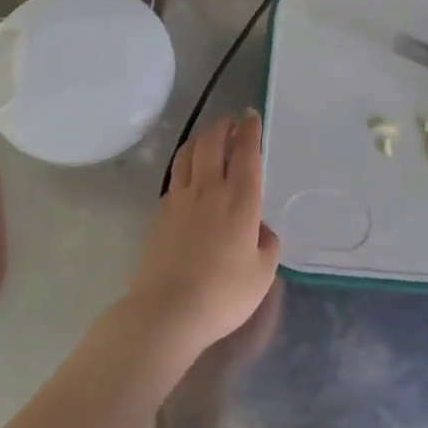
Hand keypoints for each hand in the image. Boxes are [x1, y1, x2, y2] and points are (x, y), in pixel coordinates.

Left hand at [126, 110, 280, 353]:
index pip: (245, 153)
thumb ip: (267, 243)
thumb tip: (259, 228)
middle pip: (212, 143)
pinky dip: (185, 164)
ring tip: (208, 137)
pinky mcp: (159, 213)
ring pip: (188, 154)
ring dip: (201, 138)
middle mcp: (208, 189)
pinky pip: (175, 177)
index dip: (250, 131)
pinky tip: (188, 174)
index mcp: (239, 199)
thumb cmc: (223, 294)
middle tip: (231, 121)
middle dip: (223, 126)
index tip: (251, 116)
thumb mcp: (262, 273)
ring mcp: (179, 199)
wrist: (166, 310)